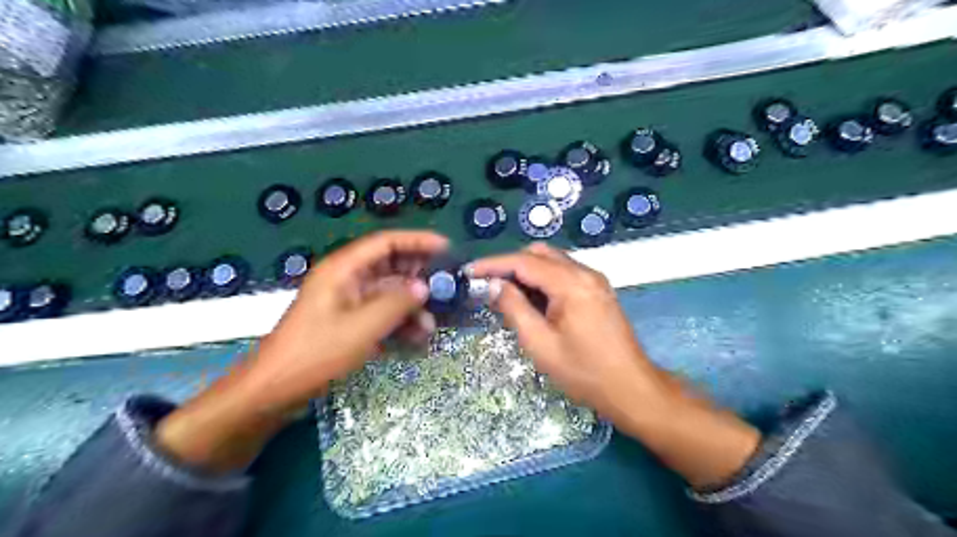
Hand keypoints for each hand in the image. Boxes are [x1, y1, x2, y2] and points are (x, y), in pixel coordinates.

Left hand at [246, 228, 447, 410]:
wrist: (275, 391)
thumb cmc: (316, 353)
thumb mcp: (362, 327)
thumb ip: (397, 303)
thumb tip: (425, 287)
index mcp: (343, 269)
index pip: (386, 243)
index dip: (417, 241)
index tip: (446, 248)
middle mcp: (347, 280)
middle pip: (390, 267)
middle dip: (419, 278)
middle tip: (447, 289)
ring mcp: (349, 302)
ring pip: (389, 294)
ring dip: (412, 306)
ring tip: (431, 326)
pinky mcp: (350, 323)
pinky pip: (382, 314)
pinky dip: (400, 323)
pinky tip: (417, 339)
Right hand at [468, 243, 666, 424]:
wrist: (631, 388)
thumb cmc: (584, 372)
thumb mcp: (540, 344)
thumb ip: (514, 308)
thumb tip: (494, 285)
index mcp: (571, 283)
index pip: (524, 261)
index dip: (493, 264)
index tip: (469, 271)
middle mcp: (585, 272)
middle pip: (539, 253)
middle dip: (510, 265)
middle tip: (487, 286)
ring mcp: (594, 280)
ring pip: (552, 261)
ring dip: (526, 272)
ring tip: (505, 295)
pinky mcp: (597, 290)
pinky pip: (564, 273)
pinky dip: (543, 280)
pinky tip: (532, 301)